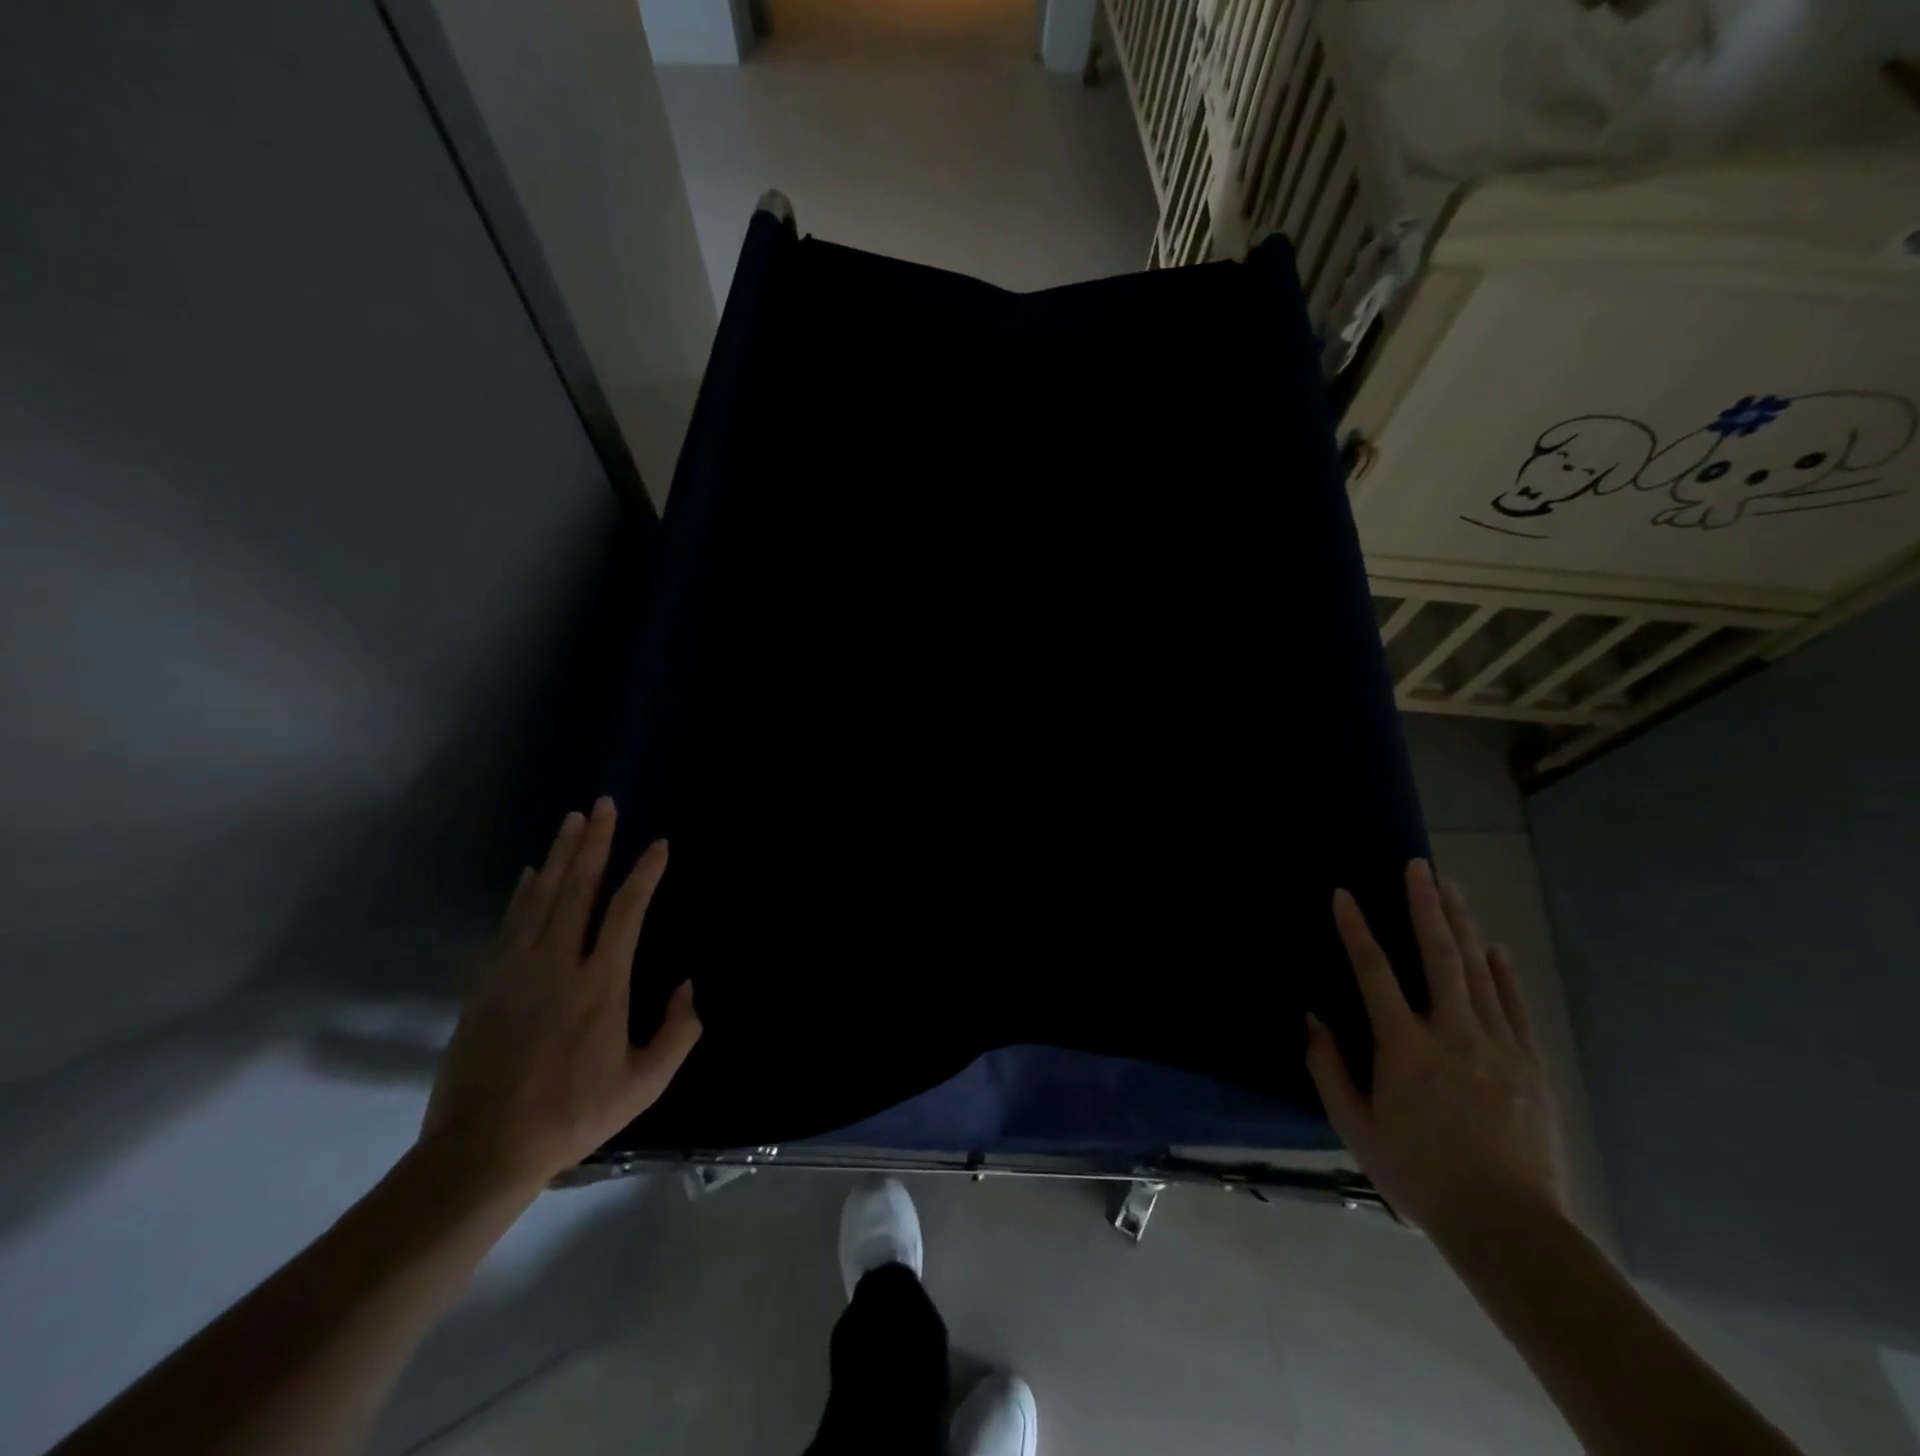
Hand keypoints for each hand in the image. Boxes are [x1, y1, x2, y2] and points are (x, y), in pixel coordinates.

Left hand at [419, 798, 700, 1196]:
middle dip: (595, 843)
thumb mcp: (644, 1084)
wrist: (483, 1149)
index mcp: (602, 984)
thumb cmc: (573, 1114)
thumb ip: (678, 1033)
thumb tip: (690, 986)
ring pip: (541, 897)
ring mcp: (516, 970)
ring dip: (560, 855)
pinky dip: (523, 893)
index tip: (658, 845)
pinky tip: (530, 873)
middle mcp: (559, 964)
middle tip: (604, 805)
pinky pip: (509, 924)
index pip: (627, 911)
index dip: (645, 874)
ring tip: (572, 820)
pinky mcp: (486, 984)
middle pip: (579, 889)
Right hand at [1306, 859, 1568, 1243]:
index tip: (1343, 893)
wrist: (1510, 1226)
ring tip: (1451, 888)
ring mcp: (1498, 1045)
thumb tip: (1313, 1019)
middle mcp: (1452, 1033)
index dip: (1355, 929)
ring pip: (1478, 970)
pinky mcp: (1531, 1064)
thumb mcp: (1356, 1128)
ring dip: (1462, 924)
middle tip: (1418, 866)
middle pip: (1438, 955)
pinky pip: (1514, 1005)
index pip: (1374, 971)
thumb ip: (1328, 1068)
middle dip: (1425, 906)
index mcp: (1405, 1047)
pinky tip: (1493, 947)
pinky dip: (1502, 972)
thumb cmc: (1420, 1175)